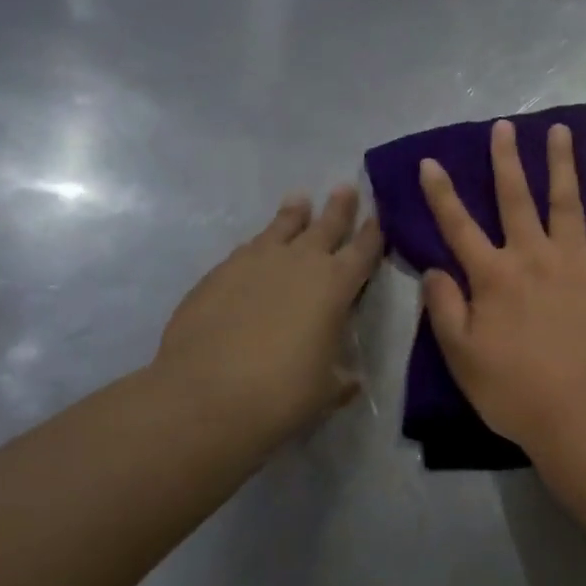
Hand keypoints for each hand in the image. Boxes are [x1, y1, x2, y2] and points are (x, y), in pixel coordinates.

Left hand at [152, 186, 382, 447]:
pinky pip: (247, 250)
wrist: (204, 398)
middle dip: (340, 207)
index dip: (375, 232)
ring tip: (299, 199)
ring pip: (281, 227)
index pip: (365, 249)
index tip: (381, 214)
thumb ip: (340, 378)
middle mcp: (300, 263)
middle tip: (346, 187)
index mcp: (337, 285)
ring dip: (293, 214)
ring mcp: (255, 263)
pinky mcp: (218, 274)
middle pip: (326, 225)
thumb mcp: (326, 390)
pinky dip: (258, 245)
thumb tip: (350, 381)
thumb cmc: (282, 394)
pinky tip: (255, 248)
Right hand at [419, 120, 585, 448]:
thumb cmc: (515, 391)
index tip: (431, 161)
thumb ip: (445, 309)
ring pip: (567, 201)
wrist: (582, 412)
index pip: (459, 226)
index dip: (442, 193)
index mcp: (494, 277)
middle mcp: (534, 256)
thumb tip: (434, 268)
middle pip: (517, 198)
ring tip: (560, 131)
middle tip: (505, 126)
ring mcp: (577, 261)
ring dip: (562, 164)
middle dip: (507, 160)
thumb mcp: (462, 357)